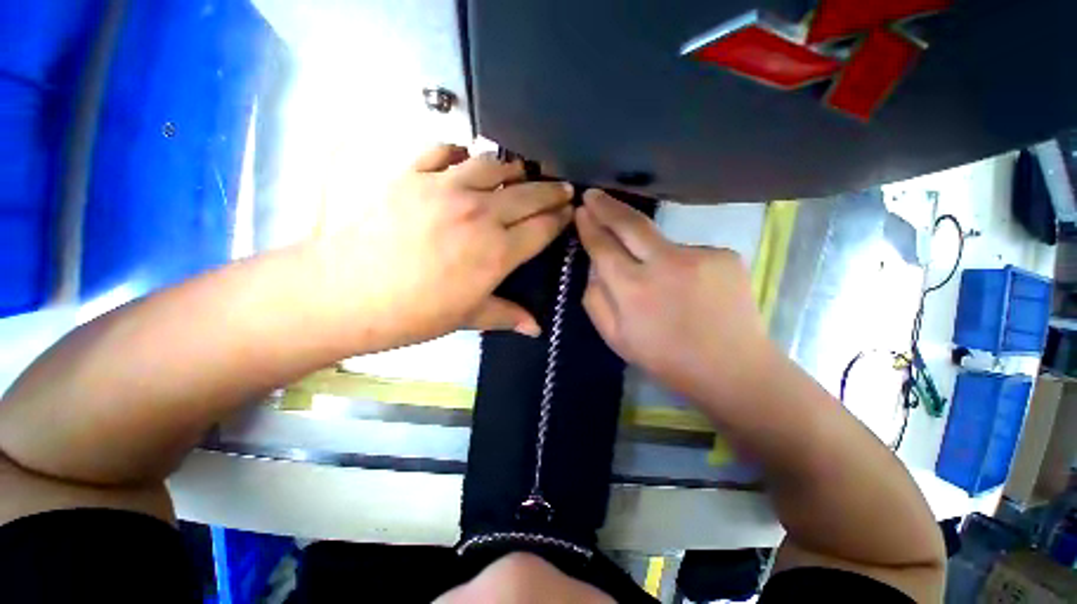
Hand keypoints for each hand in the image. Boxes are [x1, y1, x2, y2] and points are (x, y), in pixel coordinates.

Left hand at [319, 144, 572, 349]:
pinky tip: (463, 159)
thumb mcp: (467, 318)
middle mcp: (480, 214)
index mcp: (497, 252)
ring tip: (521, 173)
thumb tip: (537, 329)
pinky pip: (443, 150)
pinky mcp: (412, 175)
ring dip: (513, 169)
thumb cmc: (413, 314)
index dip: (561, 219)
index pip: (543, 228)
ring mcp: (445, 189)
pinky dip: (459, 152)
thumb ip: (506, 316)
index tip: (570, 213)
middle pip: (529, 194)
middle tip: (563, 187)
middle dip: (552, 191)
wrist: (346, 294)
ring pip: (493, 165)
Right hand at [575, 190, 778, 413]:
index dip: (589, 227)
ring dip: (650, 251)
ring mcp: (699, 255)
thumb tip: (594, 266)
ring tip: (660, 284)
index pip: (603, 247)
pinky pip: (687, 252)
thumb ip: (595, 298)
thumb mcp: (615, 338)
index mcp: (633, 290)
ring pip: (660, 241)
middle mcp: (665, 264)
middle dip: (607, 206)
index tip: (581, 211)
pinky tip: (689, 289)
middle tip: (593, 194)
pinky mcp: (725, 255)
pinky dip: (680, 264)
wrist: (732, 369)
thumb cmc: (665, 358)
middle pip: (630, 224)